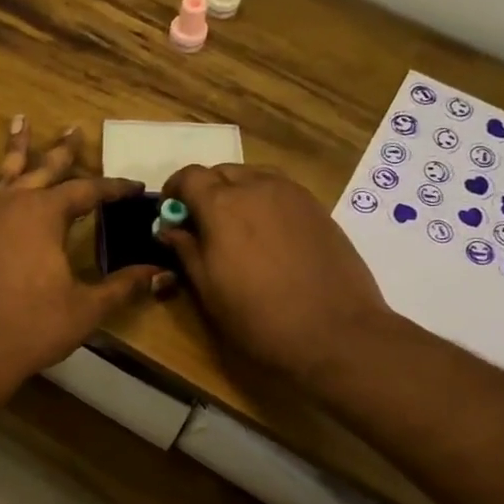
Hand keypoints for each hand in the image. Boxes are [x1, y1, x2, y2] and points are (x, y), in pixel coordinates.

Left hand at [0, 118, 163, 399]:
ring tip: (20, 119)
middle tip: (74, 128)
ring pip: (3, 172)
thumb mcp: (86, 308)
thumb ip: (122, 285)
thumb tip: (160, 272)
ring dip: (16, 147)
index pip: (88, 192)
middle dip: (63, 151)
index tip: (134, 187)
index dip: (114, 189)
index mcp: (46, 215)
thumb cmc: (32, 327)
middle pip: (44, 170)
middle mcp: (12, 203)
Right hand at [158, 164, 391, 388]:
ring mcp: (292, 194)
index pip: (189, 176)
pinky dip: (264, 199)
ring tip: (236, 226)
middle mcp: (257, 187)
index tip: (171, 216)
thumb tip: (168, 229)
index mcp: (222, 205)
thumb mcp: (208, 290)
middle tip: (202, 225)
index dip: (174, 191)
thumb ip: (186, 250)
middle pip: (222, 171)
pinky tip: (267, 234)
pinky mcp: (317, 208)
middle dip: (205, 190)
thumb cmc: (259, 317)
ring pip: (254, 176)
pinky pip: (281, 189)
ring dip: (236, 191)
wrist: (334, 332)